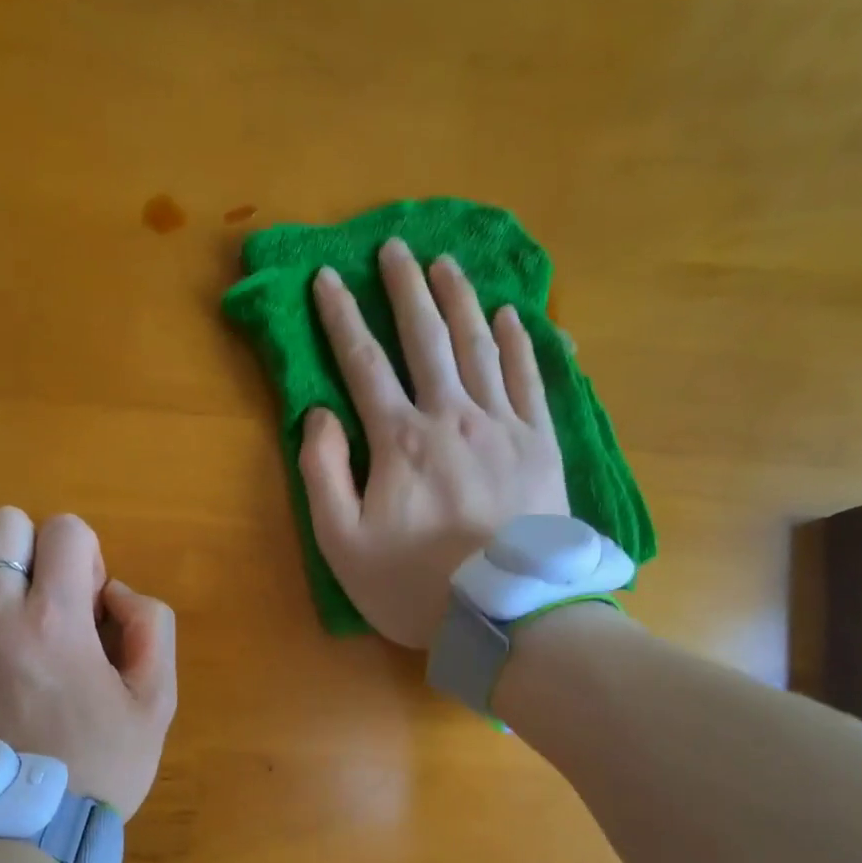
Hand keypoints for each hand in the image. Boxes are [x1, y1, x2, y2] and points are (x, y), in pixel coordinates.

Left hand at [0, 507, 176, 818]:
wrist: (21, 836)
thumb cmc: (98, 768)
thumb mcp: (156, 703)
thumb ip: (152, 629)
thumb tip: (115, 591)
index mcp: (58, 620)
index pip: (66, 529)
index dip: (85, 554)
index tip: (86, 600)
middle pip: (2, 523)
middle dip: (33, 549)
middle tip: (44, 599)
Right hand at [300, 238, 569, 648]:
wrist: (506, 615)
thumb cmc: (415, 585)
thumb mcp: (343, 544)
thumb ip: (324, 474)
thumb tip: (320, 414)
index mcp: (400, 440)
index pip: (363, 363)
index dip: (341, 317)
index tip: (327, 278)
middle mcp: (452, 417)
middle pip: (425, 339)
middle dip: (404, 289)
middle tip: (393, 248)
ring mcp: (503, 426)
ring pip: (479, 346)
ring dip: (458, 301)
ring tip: (444, 264)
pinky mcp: (541, 444)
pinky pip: (530, 379)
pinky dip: (519, 343)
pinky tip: (510, 316)